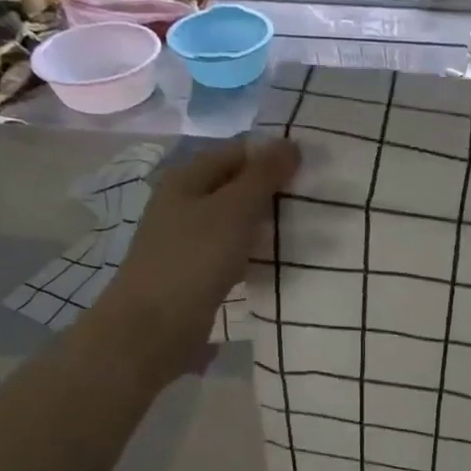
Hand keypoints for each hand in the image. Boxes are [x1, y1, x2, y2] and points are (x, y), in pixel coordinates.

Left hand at [111, 136, 298, 351]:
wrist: (154, 328)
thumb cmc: (193, 259)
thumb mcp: (233, 210)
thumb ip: (262, 176)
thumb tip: (290, 142)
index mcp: (187, 178)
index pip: (237, 152)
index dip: (272, 154)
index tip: (312, 167)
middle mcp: (184, 202)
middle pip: (236, 185)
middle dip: (273, 190)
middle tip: (316, 198)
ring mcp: (188, 239)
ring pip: (236, 220)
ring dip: (267, 222)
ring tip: (308, 227)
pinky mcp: (196, 271)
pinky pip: (233, 250)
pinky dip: (255, 251)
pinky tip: (279, 260)